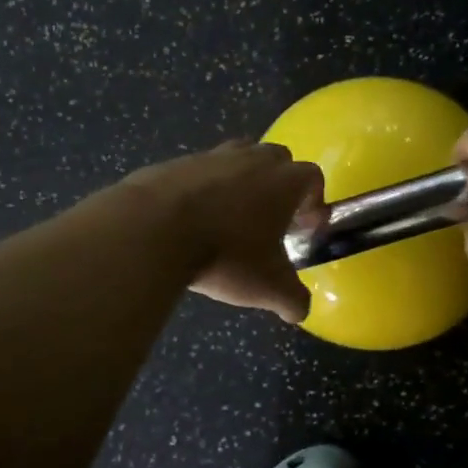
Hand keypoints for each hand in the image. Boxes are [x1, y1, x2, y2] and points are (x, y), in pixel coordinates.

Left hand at [123, 140, 324, 322]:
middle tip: (268, 220)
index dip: (313, 200)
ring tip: (228, 217)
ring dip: (240, 181)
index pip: (312, 177)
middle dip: (278, 185)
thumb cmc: (226, 254)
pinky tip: (190, 220)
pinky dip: (201, 190)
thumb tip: (299, 311)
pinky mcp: (176, 162)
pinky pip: (198, 172)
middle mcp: (252, 158)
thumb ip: (292, 300)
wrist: (154, 228)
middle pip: (277, 159)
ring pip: (237, 158)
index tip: (304, 225)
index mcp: (284, 180)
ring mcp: (212, 155)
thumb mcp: (268, 287)